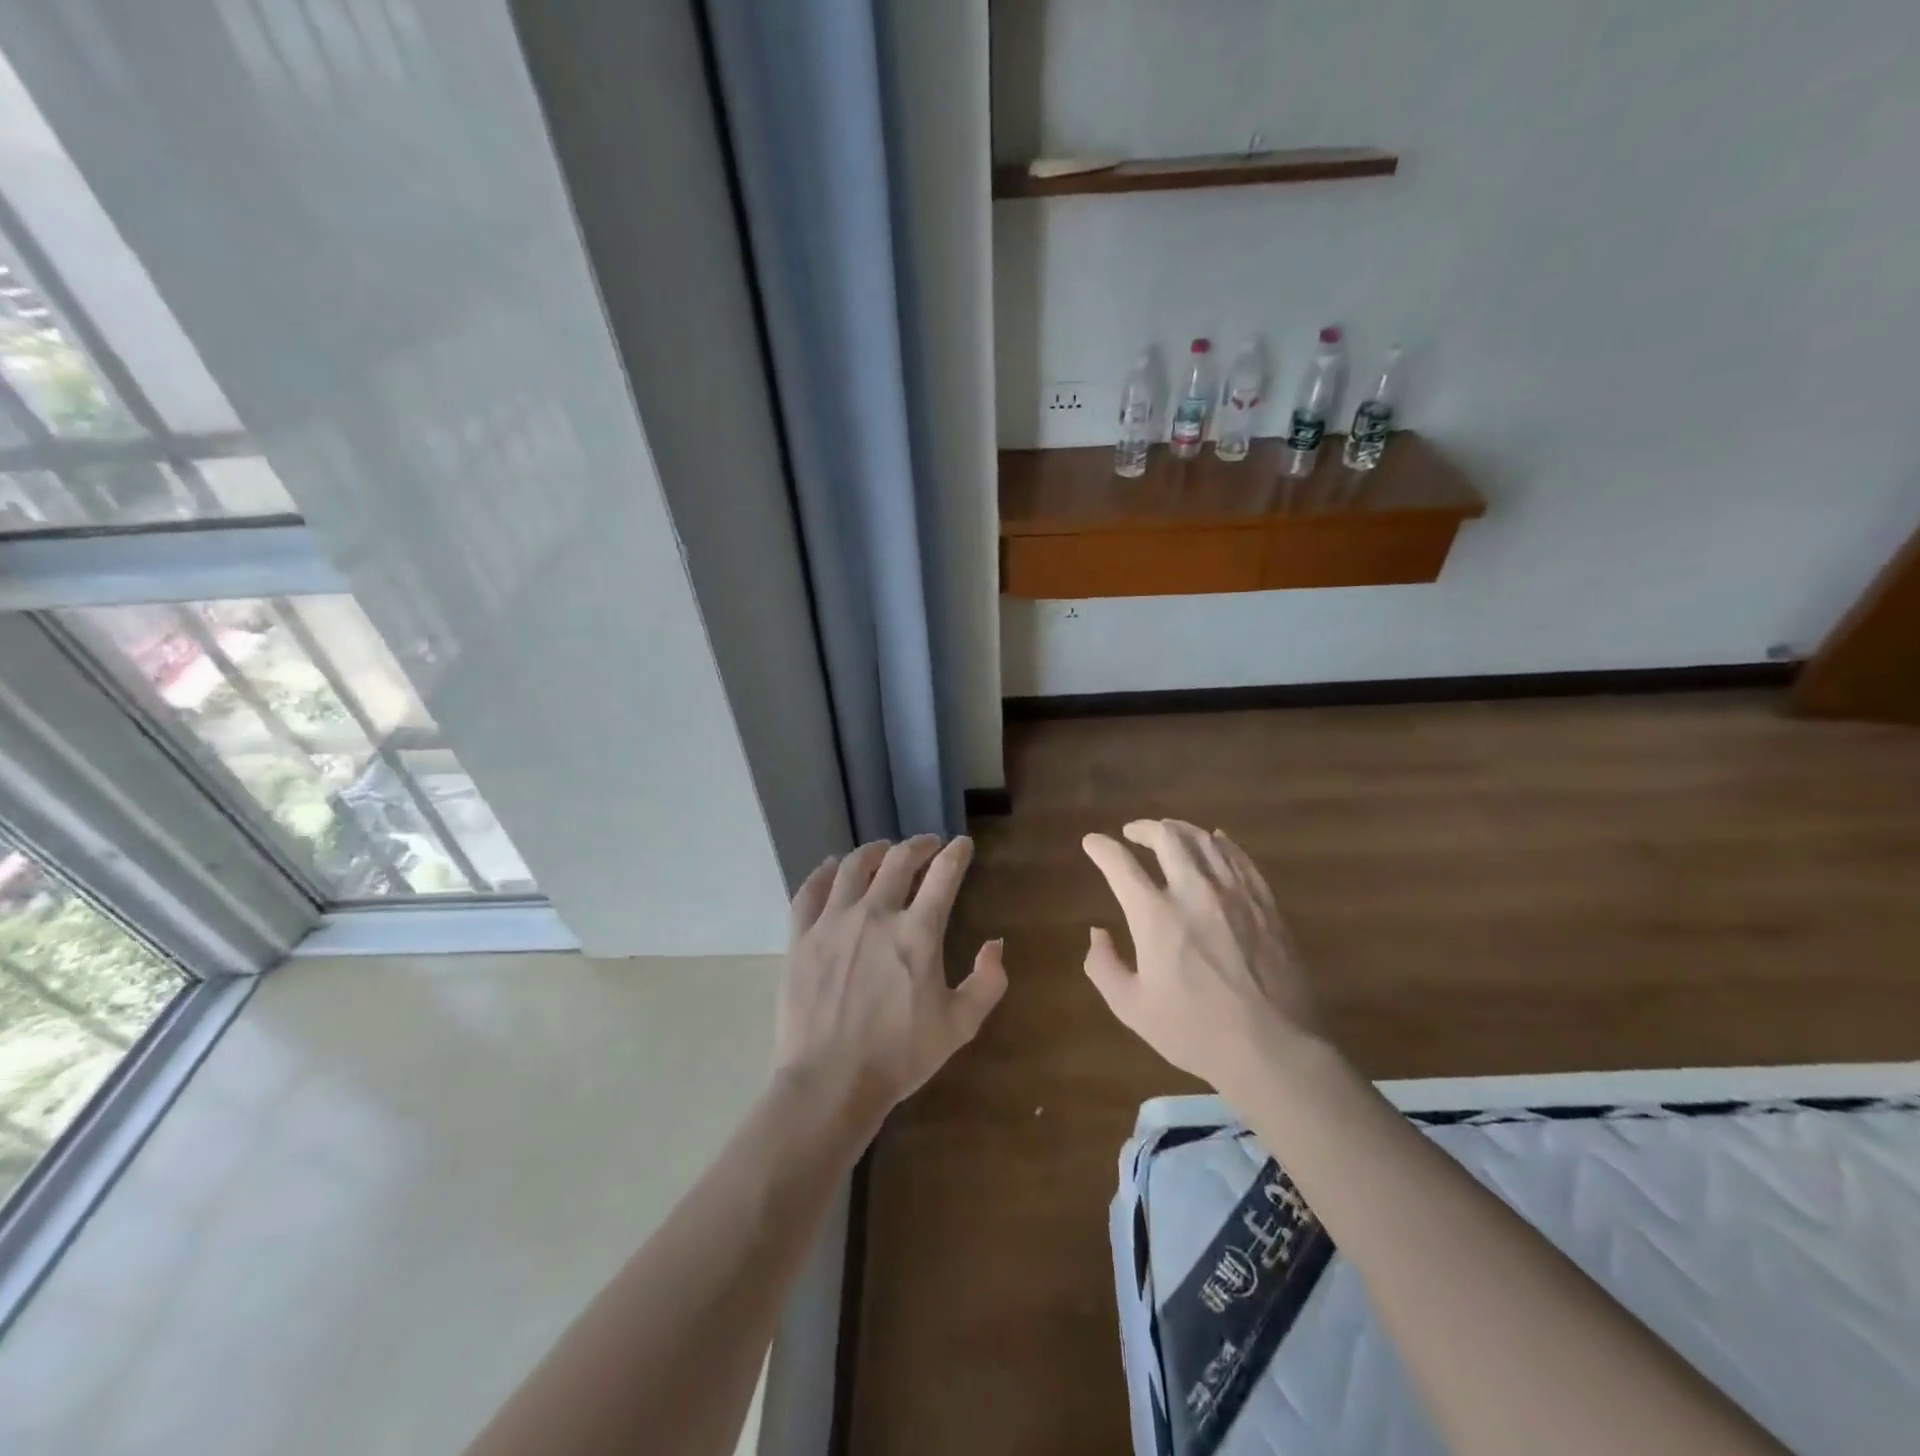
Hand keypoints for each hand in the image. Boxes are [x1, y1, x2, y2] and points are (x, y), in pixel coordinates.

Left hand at [774, 835, 1006, 1135]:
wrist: (830, 1083)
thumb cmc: (899, 1056)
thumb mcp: (959, 1026)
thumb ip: (987, 982)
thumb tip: (996, 944)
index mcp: (917, 933)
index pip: (944, 875)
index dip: (956, 853)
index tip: (962, 844)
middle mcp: (876, 914)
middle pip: (899, 860)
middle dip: (919, 845)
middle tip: (928, 844)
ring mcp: (833, 922)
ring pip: (854, 867)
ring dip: (874, 851)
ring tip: (883, 850)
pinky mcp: (801, 937)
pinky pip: (810, 891)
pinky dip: (824, 872)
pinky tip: (833, 868)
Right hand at [1082, 820, 1320, 1098]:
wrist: (1276, 1050)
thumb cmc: (1197, 1033)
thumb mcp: (1133, 1009)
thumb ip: (1104, 967)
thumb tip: (1097, 932)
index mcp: (1156, 916)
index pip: (1120, 864)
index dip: (1101, 847)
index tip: (1092, 843)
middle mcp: (1194, 892)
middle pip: (1166, 838)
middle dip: (1143, 828)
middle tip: (1132, 833)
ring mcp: (1235, 894)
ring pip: (1205, 840)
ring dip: (1180, 830)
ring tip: (1169, 832)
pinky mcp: (1265, 903)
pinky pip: (1240, 858)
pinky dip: (1221, 843)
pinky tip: (1215, 841)